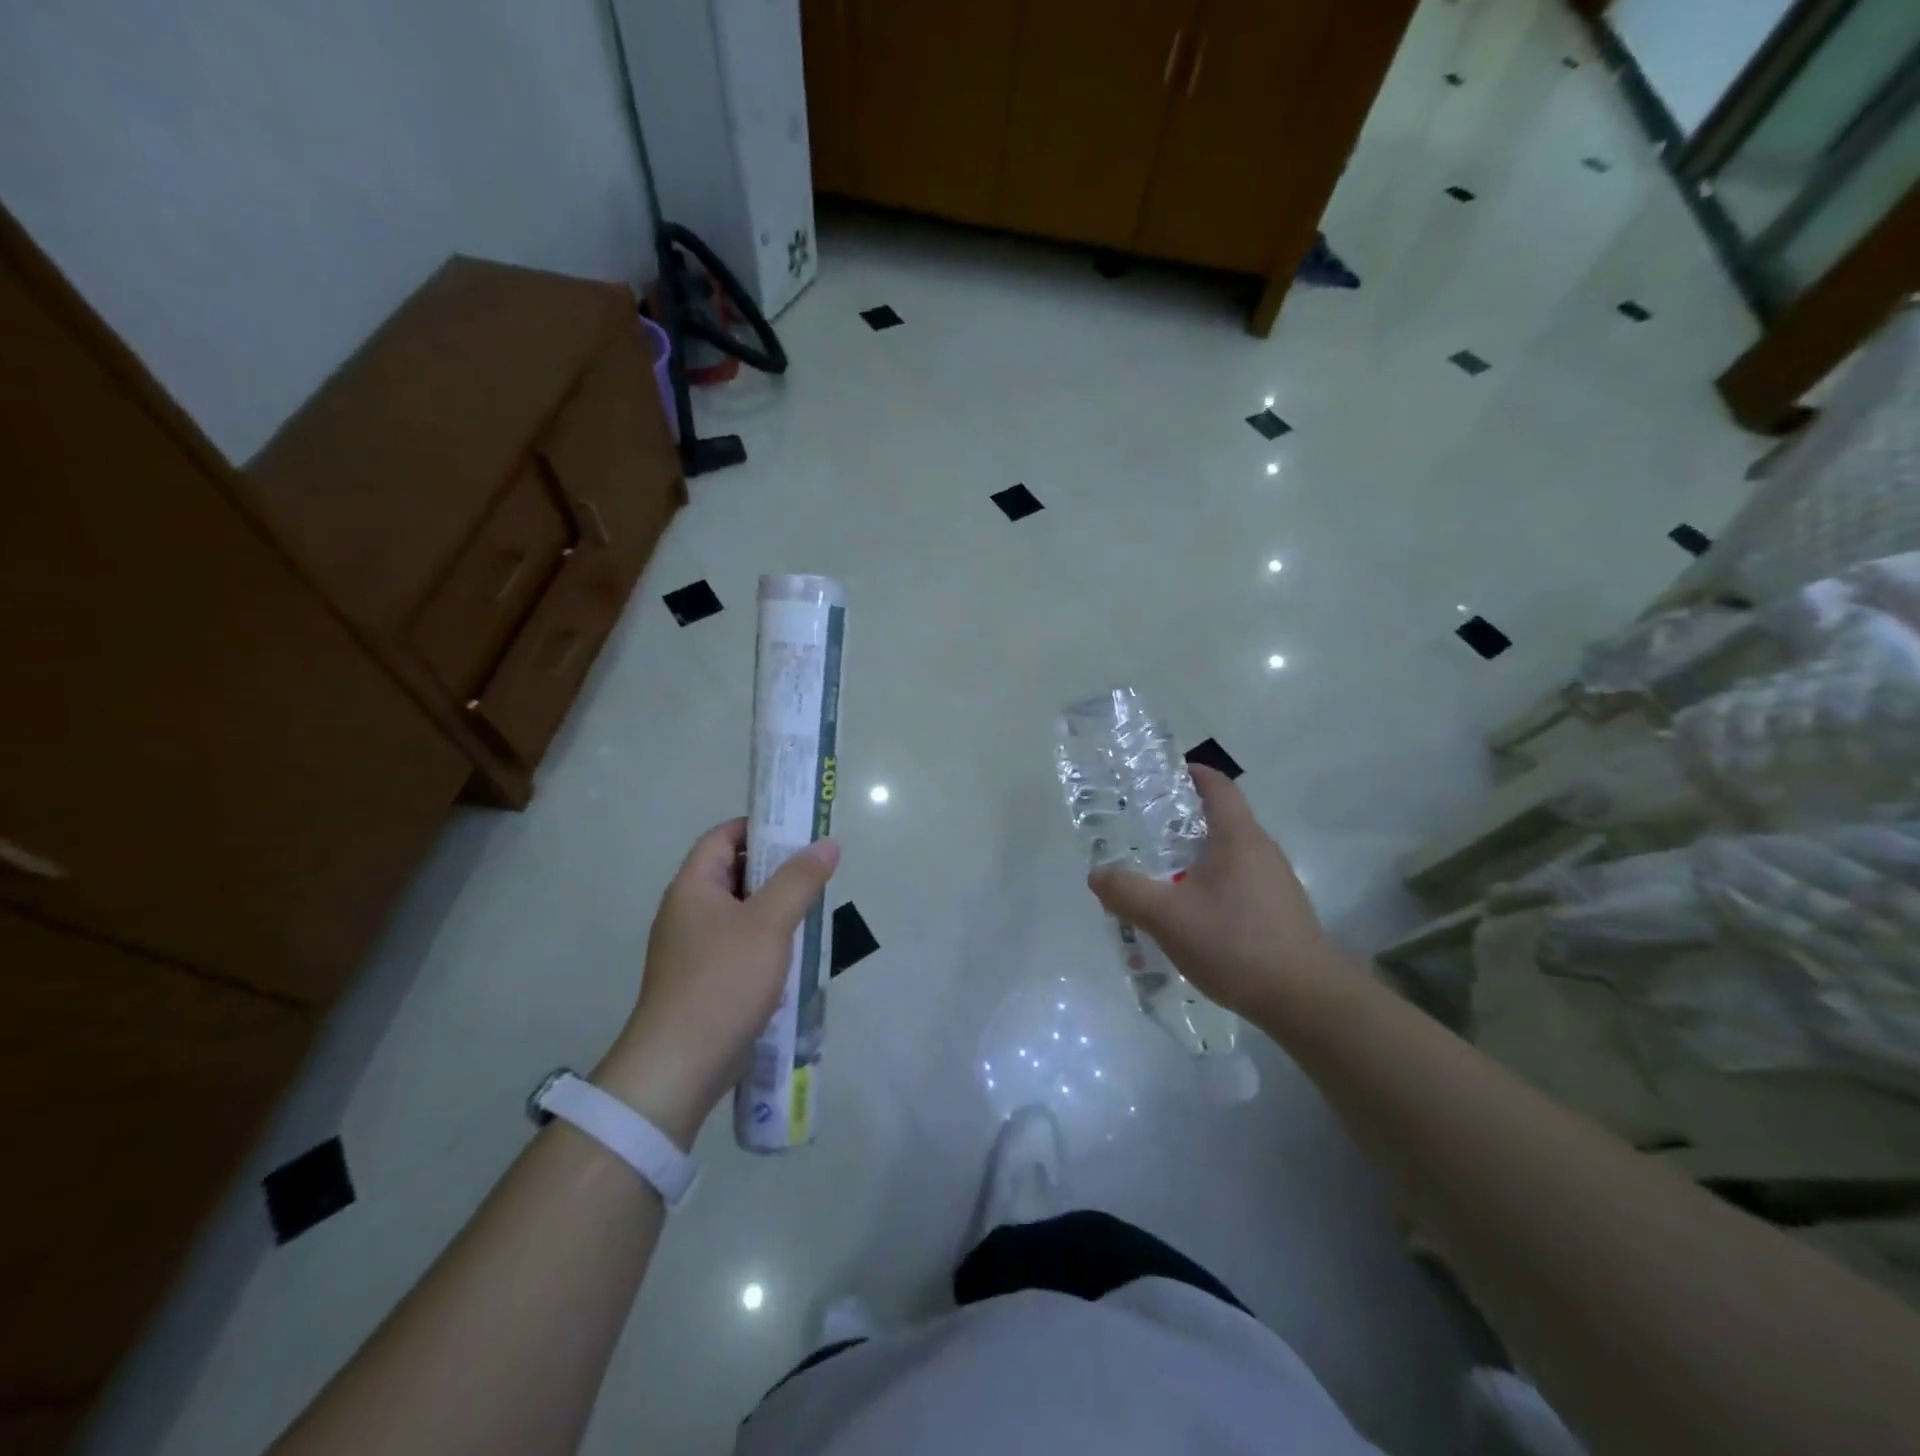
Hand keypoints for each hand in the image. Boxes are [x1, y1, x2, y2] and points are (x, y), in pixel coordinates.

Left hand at [594, 819, 838, 1147]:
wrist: (679, 1065)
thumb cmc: (723, 981)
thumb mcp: (769, 923)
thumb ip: (799, 880)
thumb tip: (826, 843)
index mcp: (693, 887)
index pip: (722, 837)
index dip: (758, 827)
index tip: (798, 832)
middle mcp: (687, 911)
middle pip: (732, 873)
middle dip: (774, 869)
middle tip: (815, 871)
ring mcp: (692, 949)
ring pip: (739, 911)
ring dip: (774, 907)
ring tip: (812, 909)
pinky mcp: (702, 980)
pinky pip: (738, 944)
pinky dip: (765, 939)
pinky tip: (793, 953)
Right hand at [1087, 766, 1339, 1026]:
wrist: (1306, 1000)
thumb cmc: (1235, 943)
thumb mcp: (1167, 917)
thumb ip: (1127, 892)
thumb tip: (1098, 874)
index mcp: (1238, 836)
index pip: (1217, 786)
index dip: (1190, 774)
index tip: (1161, 776)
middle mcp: (1261, 850)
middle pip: (1221, 820)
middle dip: (1182, 822)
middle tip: (1144, 834)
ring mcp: (1276, 882)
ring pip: (1229, 856)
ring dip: (1195, 859)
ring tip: (1160, 878)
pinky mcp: (1281, 912)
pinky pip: (1239, 884)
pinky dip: (1211, 887)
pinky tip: (1191, 918)